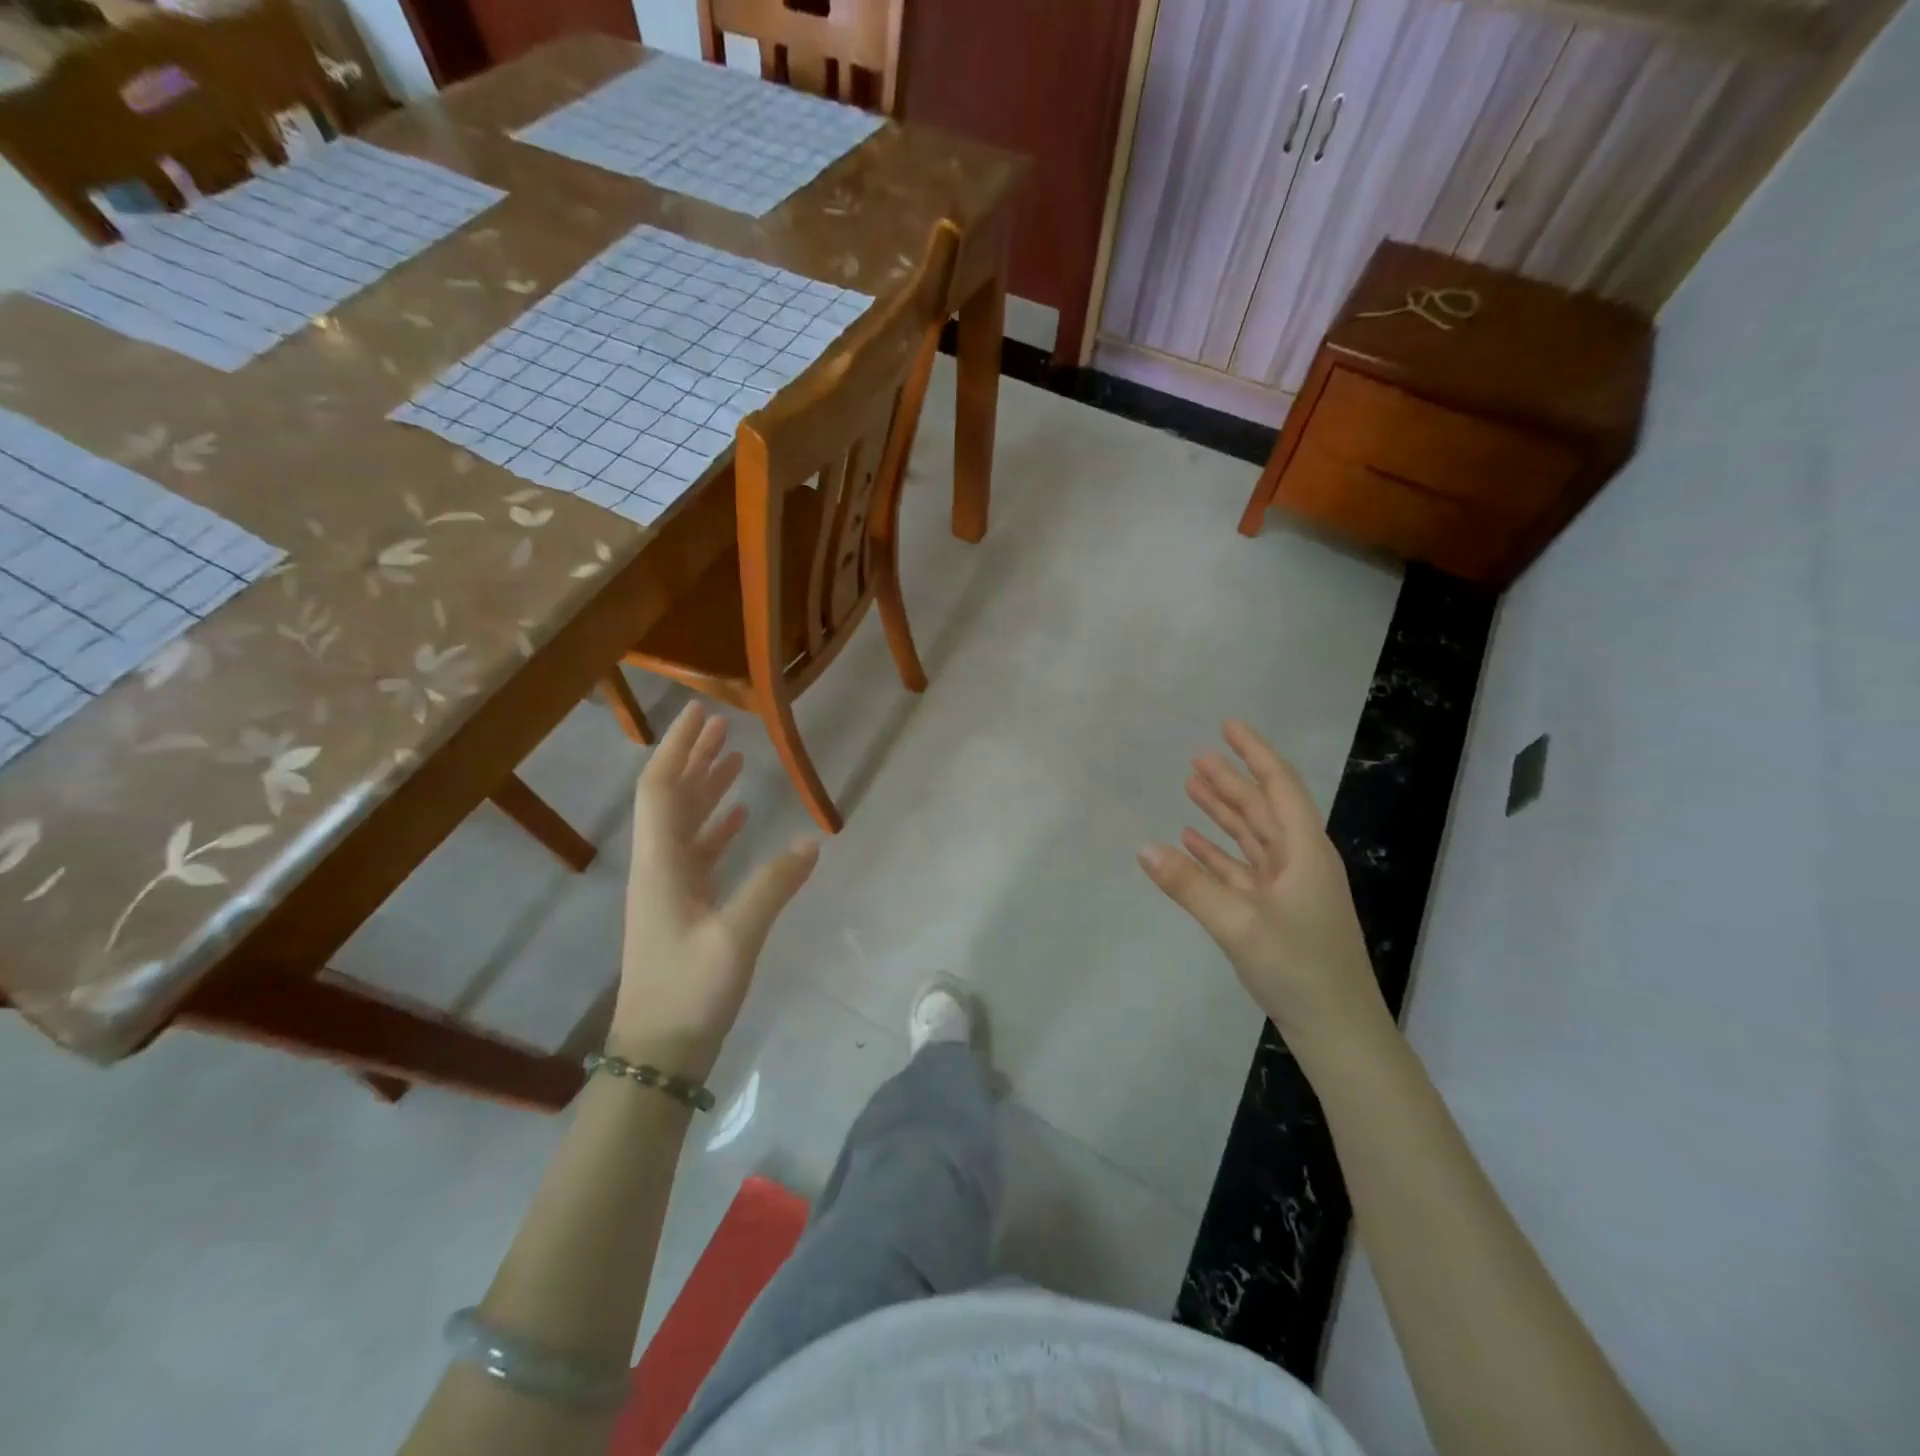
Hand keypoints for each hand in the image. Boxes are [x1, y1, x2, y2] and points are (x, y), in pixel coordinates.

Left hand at [613, 703, 817, 1079]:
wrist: (658, 1054)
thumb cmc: (690, 991)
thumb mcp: (737, 936)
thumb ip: (774, 885)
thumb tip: (812, 843)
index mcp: (660, 864)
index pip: (660, 789)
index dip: (678, 748)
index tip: (702, 714)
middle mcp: (659, 868)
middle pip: (671, 799)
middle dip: (694, 758)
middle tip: (723, 725)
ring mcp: (670, 889)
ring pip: (686, 824)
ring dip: (707, 789)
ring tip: (735, 759)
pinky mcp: (684, 909)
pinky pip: (700, 854)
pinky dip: (718, 828)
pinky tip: (742, 818)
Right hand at [1139, 719, 1388, 1055]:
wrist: (1337, 1030)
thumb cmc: (1298, 968)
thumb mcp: (1239, 924)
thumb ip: (1190, 885)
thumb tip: (1144, 847)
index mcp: (1304, 852)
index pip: (1279, 787)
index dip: (1254, 753)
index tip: (1228, 726)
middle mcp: (1298, 862)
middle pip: (1261, 808)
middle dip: (1231, 781)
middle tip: (1196, 757)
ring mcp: (1287, 888)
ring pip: (1251, 837)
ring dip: (1222, 813)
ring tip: (1191, 787)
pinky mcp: (1274, 912)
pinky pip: (1241, 869)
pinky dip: (1217, 853)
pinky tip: (1190, 842)